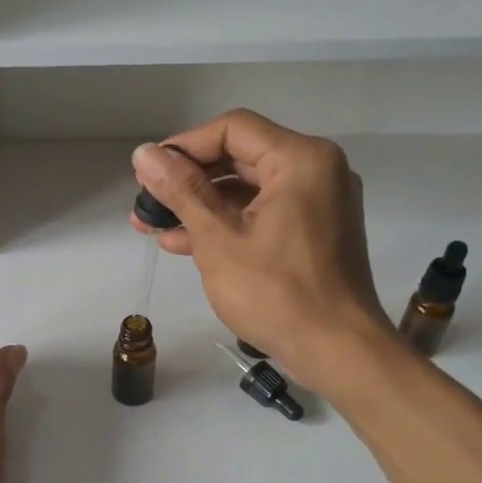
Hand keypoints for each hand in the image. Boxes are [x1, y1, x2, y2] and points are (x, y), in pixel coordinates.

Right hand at [130, 110, 388, 379]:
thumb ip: (181, 191)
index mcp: (301, 160)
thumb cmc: (276, 292)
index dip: (184, 146)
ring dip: (200, 205)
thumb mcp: (218, 238)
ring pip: (248, 189)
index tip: (147, 171)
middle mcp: (316, 171)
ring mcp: (318, 203)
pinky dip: (226, 224)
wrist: (337, 351)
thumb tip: (144, 153)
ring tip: (151, 224)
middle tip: (146, 199)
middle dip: (188, 180)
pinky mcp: (313, 233)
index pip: (232, 130)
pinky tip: (183, 242)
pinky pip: (262, 214)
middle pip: (240, 157)